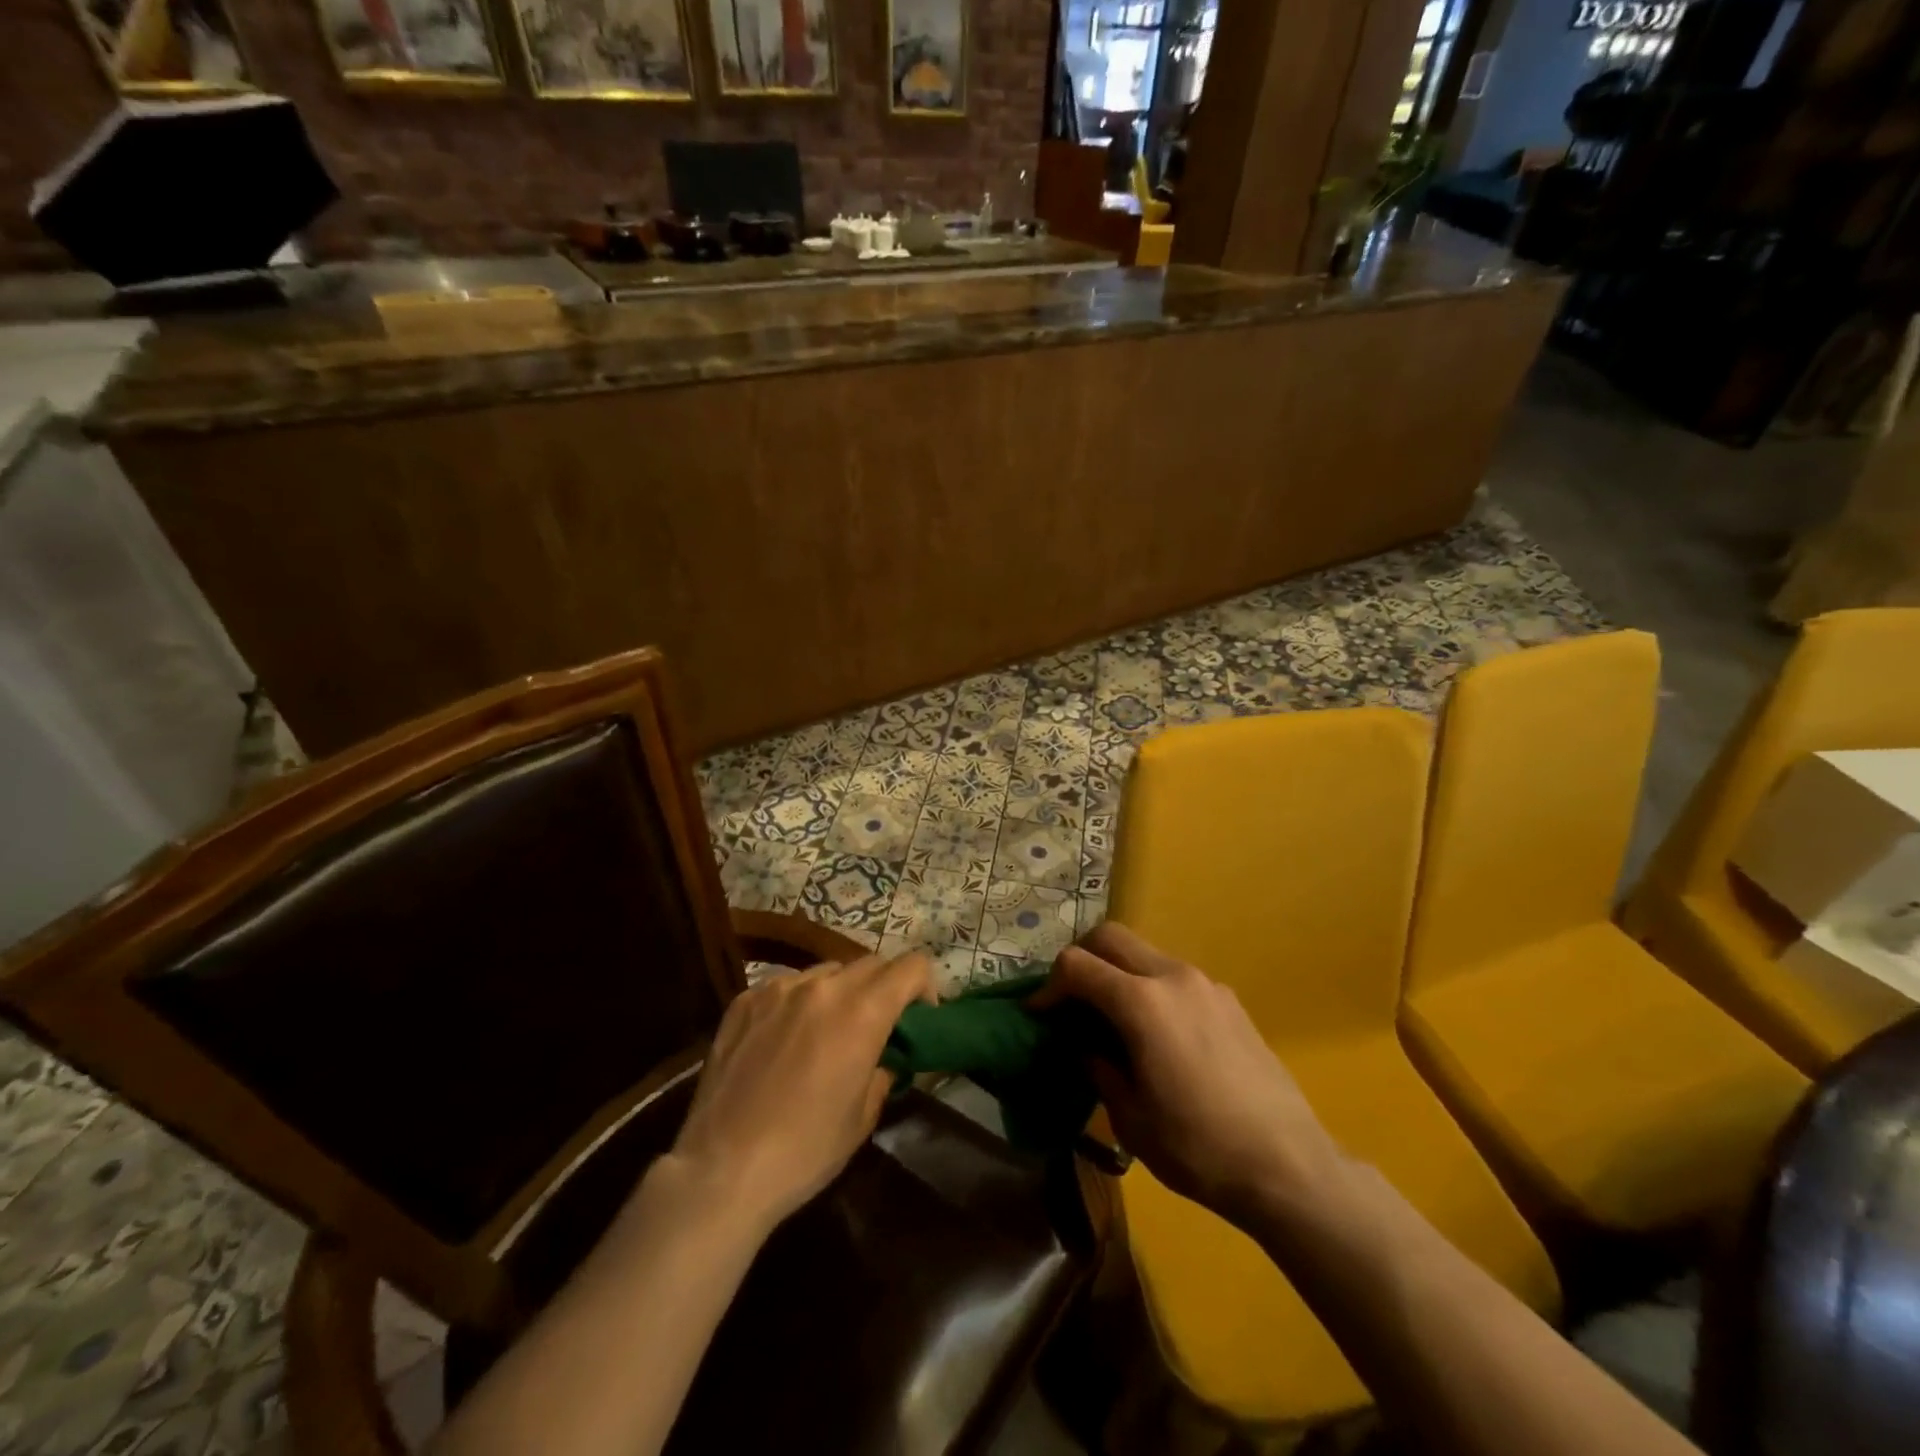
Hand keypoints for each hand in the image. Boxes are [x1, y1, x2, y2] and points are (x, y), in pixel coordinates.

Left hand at [664, 952, 933, 1236]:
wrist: (722, 1170)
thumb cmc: (805, 1150)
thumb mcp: (864, 1115)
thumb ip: (883, 1069)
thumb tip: (885, 1054)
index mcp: (862, 1012)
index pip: (911, 967)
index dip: (924, 986)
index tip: (918, 1017)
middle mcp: (823, 987)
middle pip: (870, 963)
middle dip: (883, 988)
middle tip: (875, 1026)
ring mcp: (779, 989)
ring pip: (826, 972)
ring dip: (839, 992)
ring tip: (825, 1032)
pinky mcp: (745, 1000)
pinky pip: (786, 986)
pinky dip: (797, 1003)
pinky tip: (783, 1040)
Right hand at [1042, 923, 1346, 1230]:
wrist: (1289, 1166)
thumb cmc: (1198, 1147)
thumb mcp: (1130, 1117)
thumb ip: (1098, 1067)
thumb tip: (1084, 1046)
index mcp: (1141, 1002)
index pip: (1077, 965)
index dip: (1049, 986)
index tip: (1039, 1014)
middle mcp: (1172, 977)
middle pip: (1111, 937)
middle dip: (1082, 960)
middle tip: (1072, 1002)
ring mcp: (1206, 984)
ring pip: (1146, 954)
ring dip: (1119, 974)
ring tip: (1114, 1022)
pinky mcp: (1230, 1001)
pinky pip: (1176, 977)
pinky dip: (1152, 989)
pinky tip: (1160, 1036)